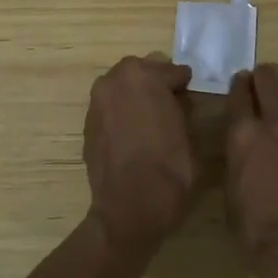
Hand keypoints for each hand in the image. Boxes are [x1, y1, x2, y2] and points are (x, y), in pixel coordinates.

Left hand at [84, 55, 201, 252]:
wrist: (130, 207)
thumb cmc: (169, 167)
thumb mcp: (188, 132)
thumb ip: (180, 107)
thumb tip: (176, 101)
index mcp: (144, 76)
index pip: (170, 70)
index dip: (182, 83)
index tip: (189, 92)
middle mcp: (115, 81)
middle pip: (140, 71)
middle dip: (155, 83)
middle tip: (170, 102)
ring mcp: (97, 102)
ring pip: (121, 88)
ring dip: (135, 96)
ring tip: (150, 118)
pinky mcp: (88, 124)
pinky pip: (110, 108)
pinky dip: (121, 113)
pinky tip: (133, 133)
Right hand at [225, 65, 277, 277]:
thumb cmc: (258, 233)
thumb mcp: (232, 197)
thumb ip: (239, 164)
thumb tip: (244, 155)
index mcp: (244, 136)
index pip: (239, 95)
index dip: (239, 85)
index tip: (240, 80)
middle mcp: (277, 126)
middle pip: (270, 84)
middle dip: (264, 78)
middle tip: (261, 78)